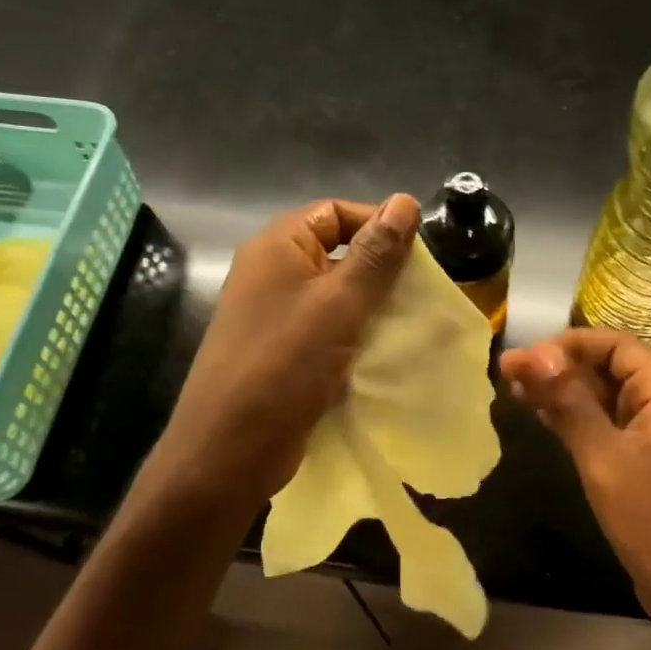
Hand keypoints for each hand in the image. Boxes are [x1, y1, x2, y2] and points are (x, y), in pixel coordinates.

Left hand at [153, 194, 420, 508]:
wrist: (231, 449)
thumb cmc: (285, 365)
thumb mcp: (339, 303)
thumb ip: (375, 254)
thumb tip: (405, 201)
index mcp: (277, 247)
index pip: (334, 211)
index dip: (377, 223)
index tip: (419, 254)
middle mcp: (272, 274)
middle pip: (336, 252)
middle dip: (380, 270)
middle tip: (419, 292)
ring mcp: (274, 316)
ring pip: (335, 295)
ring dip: (371, 306)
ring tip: (409, 323)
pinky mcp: (283, 353)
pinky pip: (327, 330)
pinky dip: (355, 336)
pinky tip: (384, 353)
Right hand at [500, 329, 650, 634]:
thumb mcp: (604, 457)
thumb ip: (570, 402)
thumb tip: (536, 354)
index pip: (616, 345)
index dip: (569, 344)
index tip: (525, 356)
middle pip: (610, 368)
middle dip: (561, 367)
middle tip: (508, 374)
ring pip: (606, 398)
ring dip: (565, 392)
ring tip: (516, 392)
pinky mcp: (647, 462)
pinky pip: (609, 426)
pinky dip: (577, 419)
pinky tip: (543, 419)